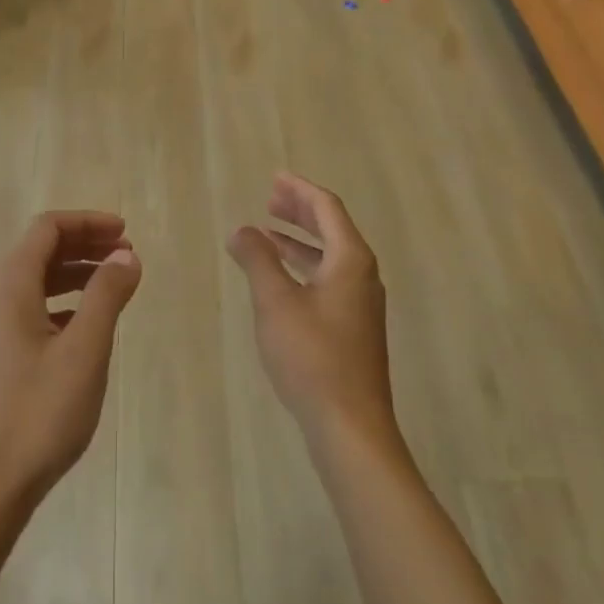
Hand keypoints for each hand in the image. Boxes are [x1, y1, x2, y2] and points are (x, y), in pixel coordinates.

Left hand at [0, 211, 141, 517]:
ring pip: (36, 280)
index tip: (125, 232)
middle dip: (84, 244)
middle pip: (40, 250)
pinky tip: (86, 324)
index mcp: (10, 286)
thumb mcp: (85, 350)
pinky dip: (62, 301)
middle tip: (126, 255)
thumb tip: (126, 256)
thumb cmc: (40, 413)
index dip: (88, 223)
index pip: (47, 228)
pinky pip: (31, 308)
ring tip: (114, 284)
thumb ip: (106, 295)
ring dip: (75, 273)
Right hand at [228, 174, 394, 447]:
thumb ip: (257, 259)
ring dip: (300, 240)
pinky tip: (282, 278)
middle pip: (332, 228)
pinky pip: (329, 278)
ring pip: (330, 255)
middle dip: (300, 211)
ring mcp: (361, 303)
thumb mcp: (275, 302)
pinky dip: (304, 266)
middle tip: (270, 198)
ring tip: (268, 233)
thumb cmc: (312, 356)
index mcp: (350, 259)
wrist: (351, 424)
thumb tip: (242, 230)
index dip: (299, 190)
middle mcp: (362, 275)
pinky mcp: (354, 327)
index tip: (275, 178)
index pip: (327, 208)